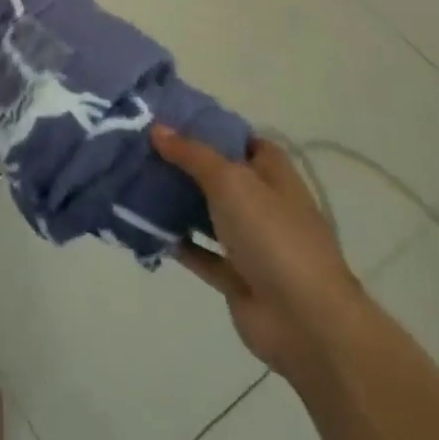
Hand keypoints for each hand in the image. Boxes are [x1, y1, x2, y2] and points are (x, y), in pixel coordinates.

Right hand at [153, 126, 369, 378]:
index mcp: (273, 173)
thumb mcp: (230, 180)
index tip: (168, 117)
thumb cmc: (272, 235)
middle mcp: (263, 203)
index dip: (208, 127)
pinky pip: (201, 252)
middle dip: (184, 162)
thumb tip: (157, 128)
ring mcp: (251, 242)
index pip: (240, 139)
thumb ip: (192, 154)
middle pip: (219, 175)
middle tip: (139, 146)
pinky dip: (177, 241)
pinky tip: (145, 226)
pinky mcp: (236, 277)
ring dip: (176, 201)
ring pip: (207, 213)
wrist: (305, 322)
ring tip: (133, 180)